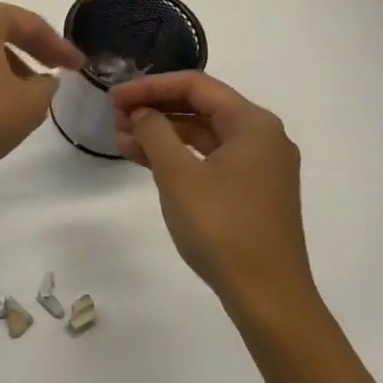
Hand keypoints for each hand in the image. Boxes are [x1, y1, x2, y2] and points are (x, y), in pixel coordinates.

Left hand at [0, 0, 81, 178]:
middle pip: (4, 30)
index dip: (60, 47)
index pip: (30, 24)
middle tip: (58, 72)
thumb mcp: (28, 105)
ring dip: (9, 65)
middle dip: (33, 51)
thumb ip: (46, 86)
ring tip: (29, 95)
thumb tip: (42, 80)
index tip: (80, 66)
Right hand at [110, 71, 315, 322]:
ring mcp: (259, 165)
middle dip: (155, 108)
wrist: (267, 296)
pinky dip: (177, 155)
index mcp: (253, 124)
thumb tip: (141, 112)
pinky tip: (144, 160)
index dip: (150, 86)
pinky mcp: (251, 190)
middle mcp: (262, 137)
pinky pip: (209, 157)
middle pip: (201, 106)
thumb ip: (155, 132)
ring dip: (162, 132)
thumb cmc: (222, 227)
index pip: (195, 85)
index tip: (115, 98)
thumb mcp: (178, 174)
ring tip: (120, 139)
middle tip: (115, 117)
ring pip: (203, 134)